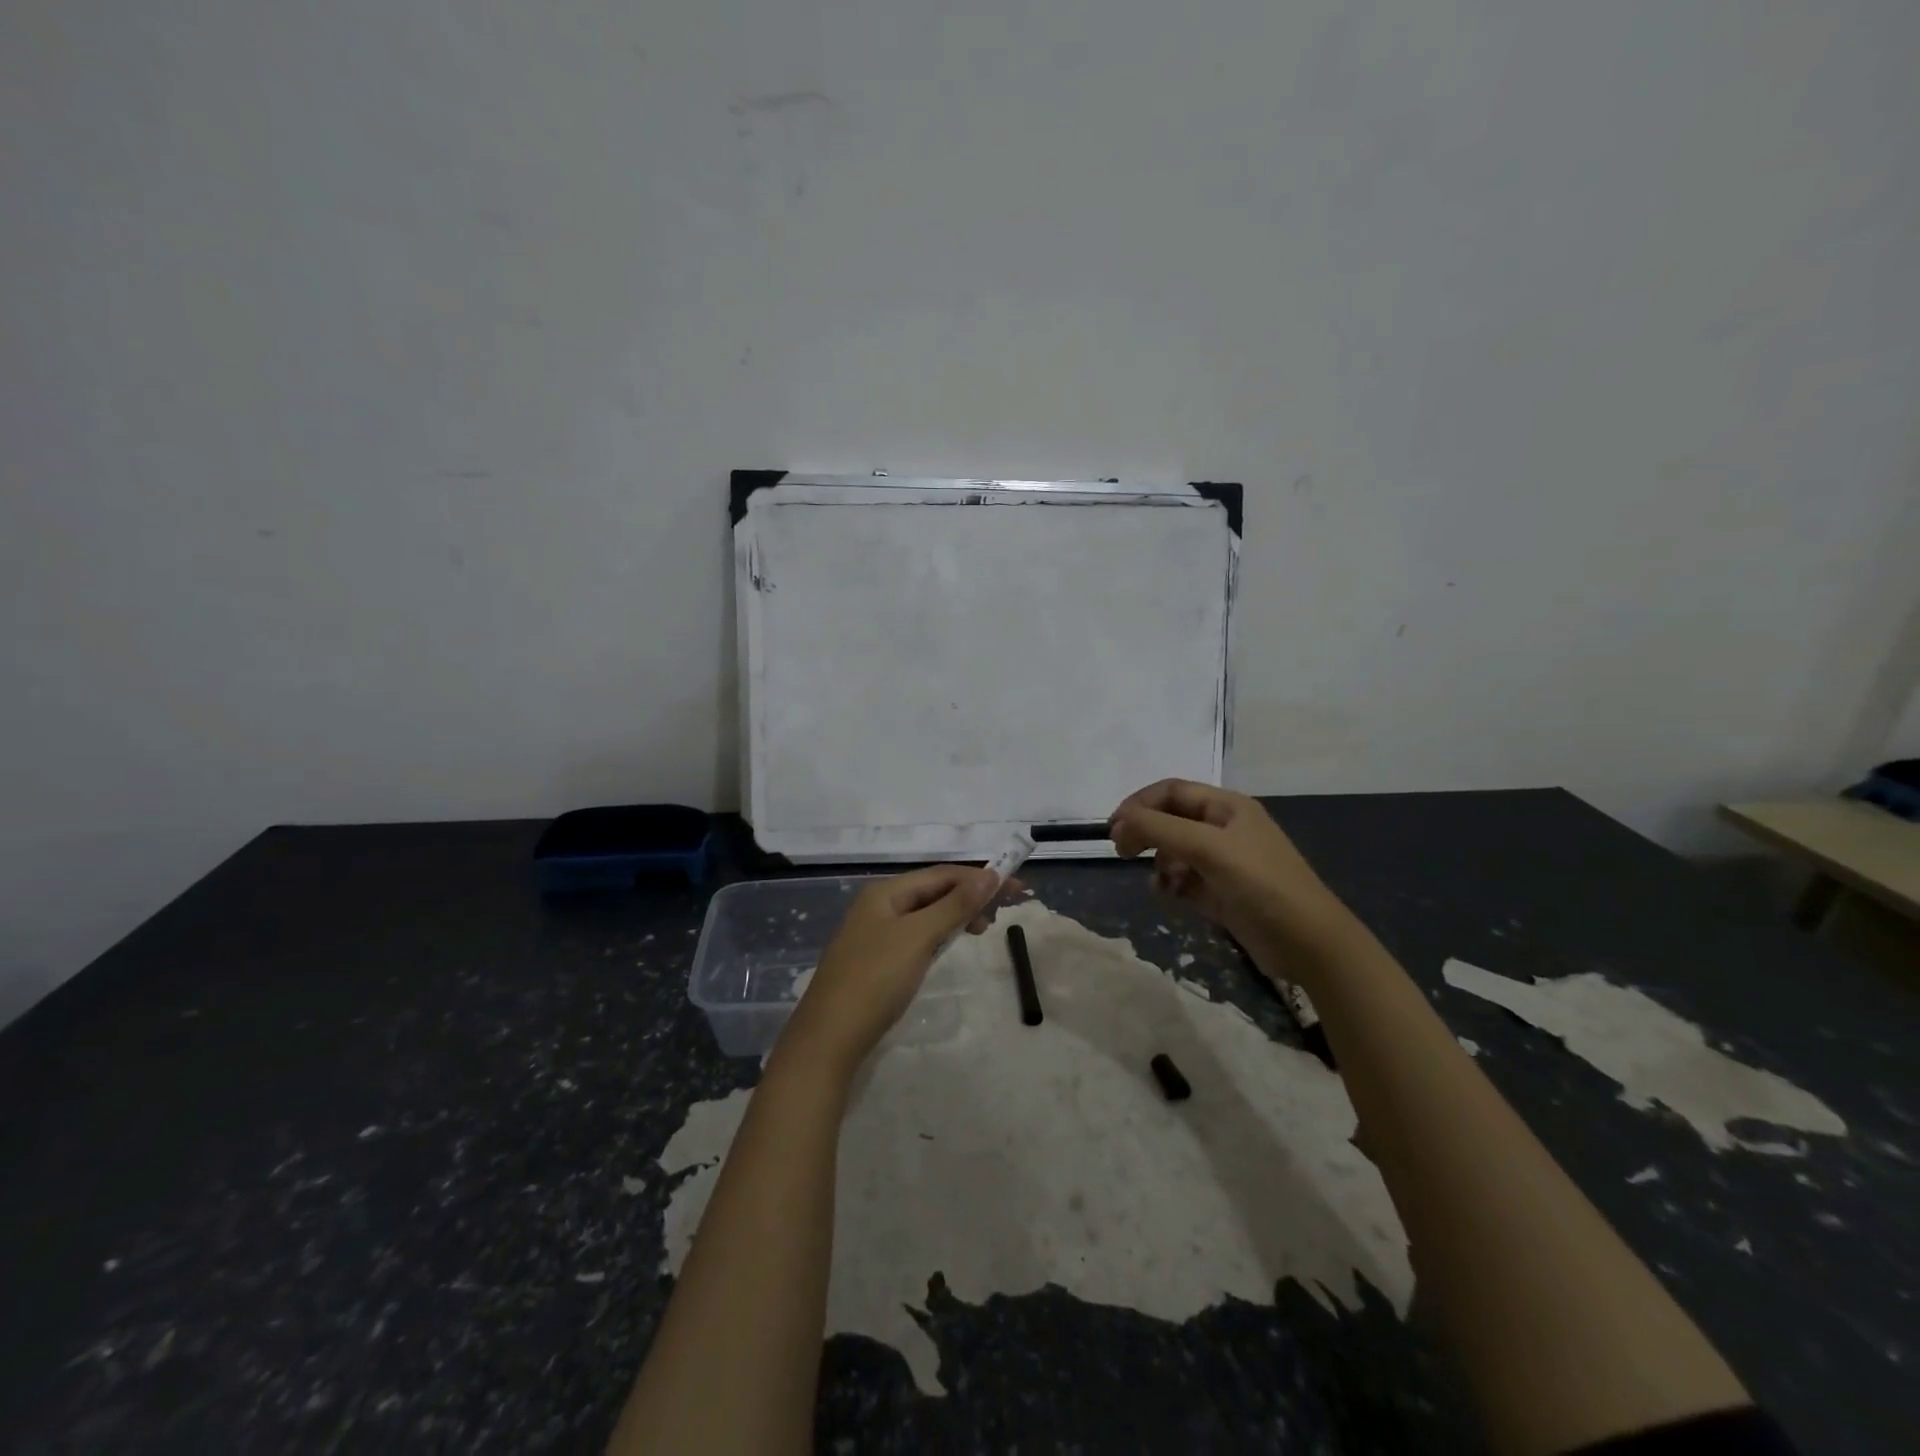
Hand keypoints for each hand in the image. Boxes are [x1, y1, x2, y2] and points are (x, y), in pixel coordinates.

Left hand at [779, 866, 1004, 1076]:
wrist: (828, 1038)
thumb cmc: (875, 980)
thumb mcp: (919, 937)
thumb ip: (955, 905)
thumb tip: (990, 874)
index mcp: (885, 892)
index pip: (941, 874)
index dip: (979, 878)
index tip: (1014, 888)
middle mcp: (878, 905)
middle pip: (932, 890)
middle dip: (969, 896)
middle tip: (1003, 912)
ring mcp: (875, 933)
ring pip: (925, 913)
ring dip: (955, 915)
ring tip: (983, 929)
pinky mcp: (876, 959)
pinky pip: (915, 935)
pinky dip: (938, 934)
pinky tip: (949, 945)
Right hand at [1108, 780, 1353, 956]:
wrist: (1309, 944)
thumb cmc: (1261, 885)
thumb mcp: (1209, 849)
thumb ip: (1160, 829)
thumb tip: (1119, 822)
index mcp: (1227, 807)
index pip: (1172, 791)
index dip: (1139, 804)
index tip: (1113, 828)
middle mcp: (1224, 829)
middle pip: (1171, 819)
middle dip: (1145, 832)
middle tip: (1122, 852)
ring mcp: (1223, 862)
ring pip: (1174, 851)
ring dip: (1158, 861)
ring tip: (1158, 881)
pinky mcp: (1221, 892)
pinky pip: (1184, 879)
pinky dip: (1171, 884)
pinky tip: (1169, 896)